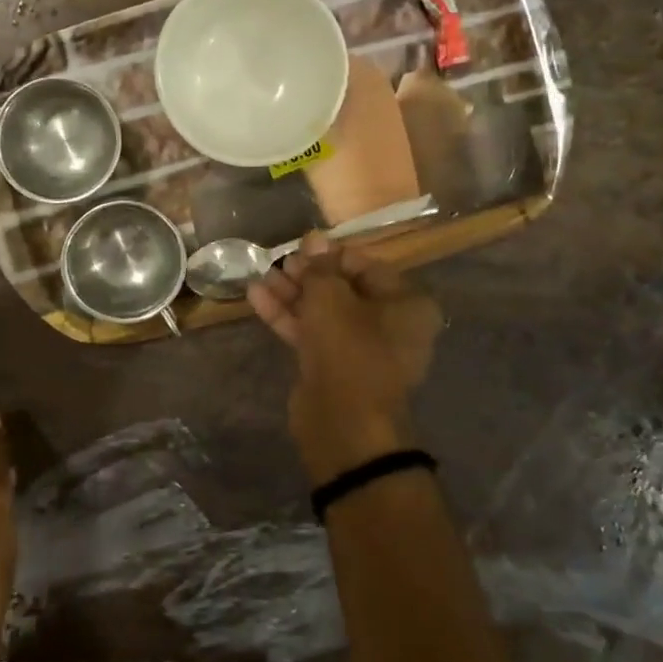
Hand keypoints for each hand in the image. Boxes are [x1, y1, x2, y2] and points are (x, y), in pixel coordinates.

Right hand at [249, 232, 441, 483]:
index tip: (300, 246)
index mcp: (406, 303)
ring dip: (292, 294)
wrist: (343, 423)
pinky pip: (312, 333)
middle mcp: (390, 324)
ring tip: (260, 275)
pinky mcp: (334, 367)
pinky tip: (256, 296)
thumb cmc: (349, 348)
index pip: (366, 265)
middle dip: (308, 275)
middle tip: (279, 262)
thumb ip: (319, 267)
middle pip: (343, 289)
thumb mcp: (331, 298)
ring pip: (323, 312)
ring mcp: (360, 348)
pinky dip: (287, 316)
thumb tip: (313, 238)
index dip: (330, 254)